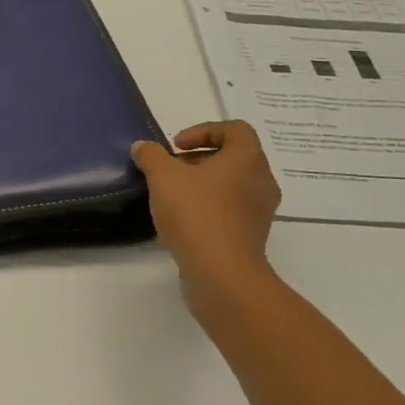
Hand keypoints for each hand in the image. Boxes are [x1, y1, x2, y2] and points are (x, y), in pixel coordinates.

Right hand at [132, 122, 282, 322]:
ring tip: (172, 196)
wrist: (222, 275)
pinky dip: (208, 208)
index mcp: (248, 159)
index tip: (176, 146)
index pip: (234, 129)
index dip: (203, 130)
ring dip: (202, 184)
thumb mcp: (163, 177)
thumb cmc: (197, 214)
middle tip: (171, 169)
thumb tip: (143, 147)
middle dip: (198, 159)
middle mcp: (261, 181)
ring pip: (231, 185)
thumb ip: (151, 156)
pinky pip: (230, 211)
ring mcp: (259, 212)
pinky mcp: (251, 236)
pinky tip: (181, 221)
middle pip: (232, 157)